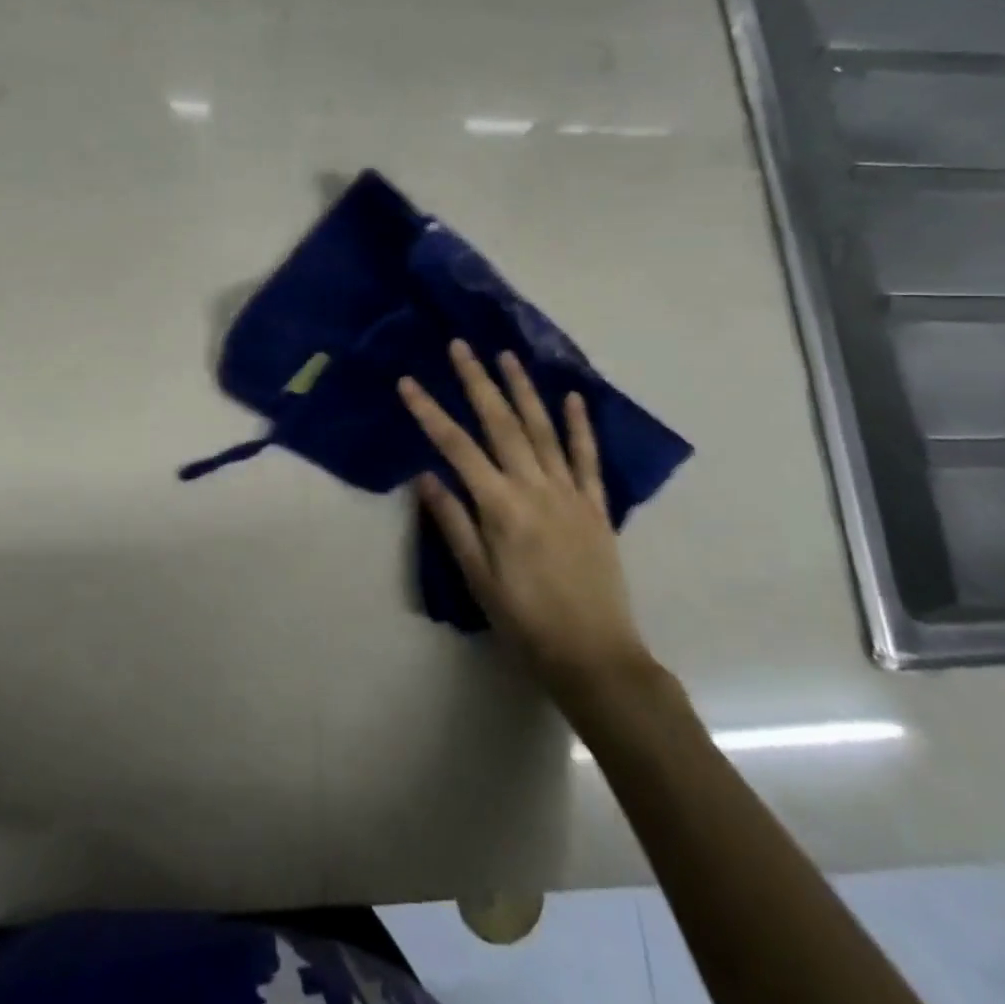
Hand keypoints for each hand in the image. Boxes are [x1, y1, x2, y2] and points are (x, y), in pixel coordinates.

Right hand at [399, 340, 653, 702]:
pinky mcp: (596, 506)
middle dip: (477, 382)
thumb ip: (453, 523)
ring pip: (543, 430)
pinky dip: (579, 425)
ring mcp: (570, 493)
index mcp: (501, 507)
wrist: (594, 656)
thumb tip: (426, 477)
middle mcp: (535, 488)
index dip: (430, 412)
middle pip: (501, 424)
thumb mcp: (478, 579)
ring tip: (507, 356)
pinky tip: (571, 398)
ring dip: (523, 390)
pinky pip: (587, 458)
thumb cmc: (525, 622)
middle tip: (460, 346)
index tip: (408, 382)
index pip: (457, 447)